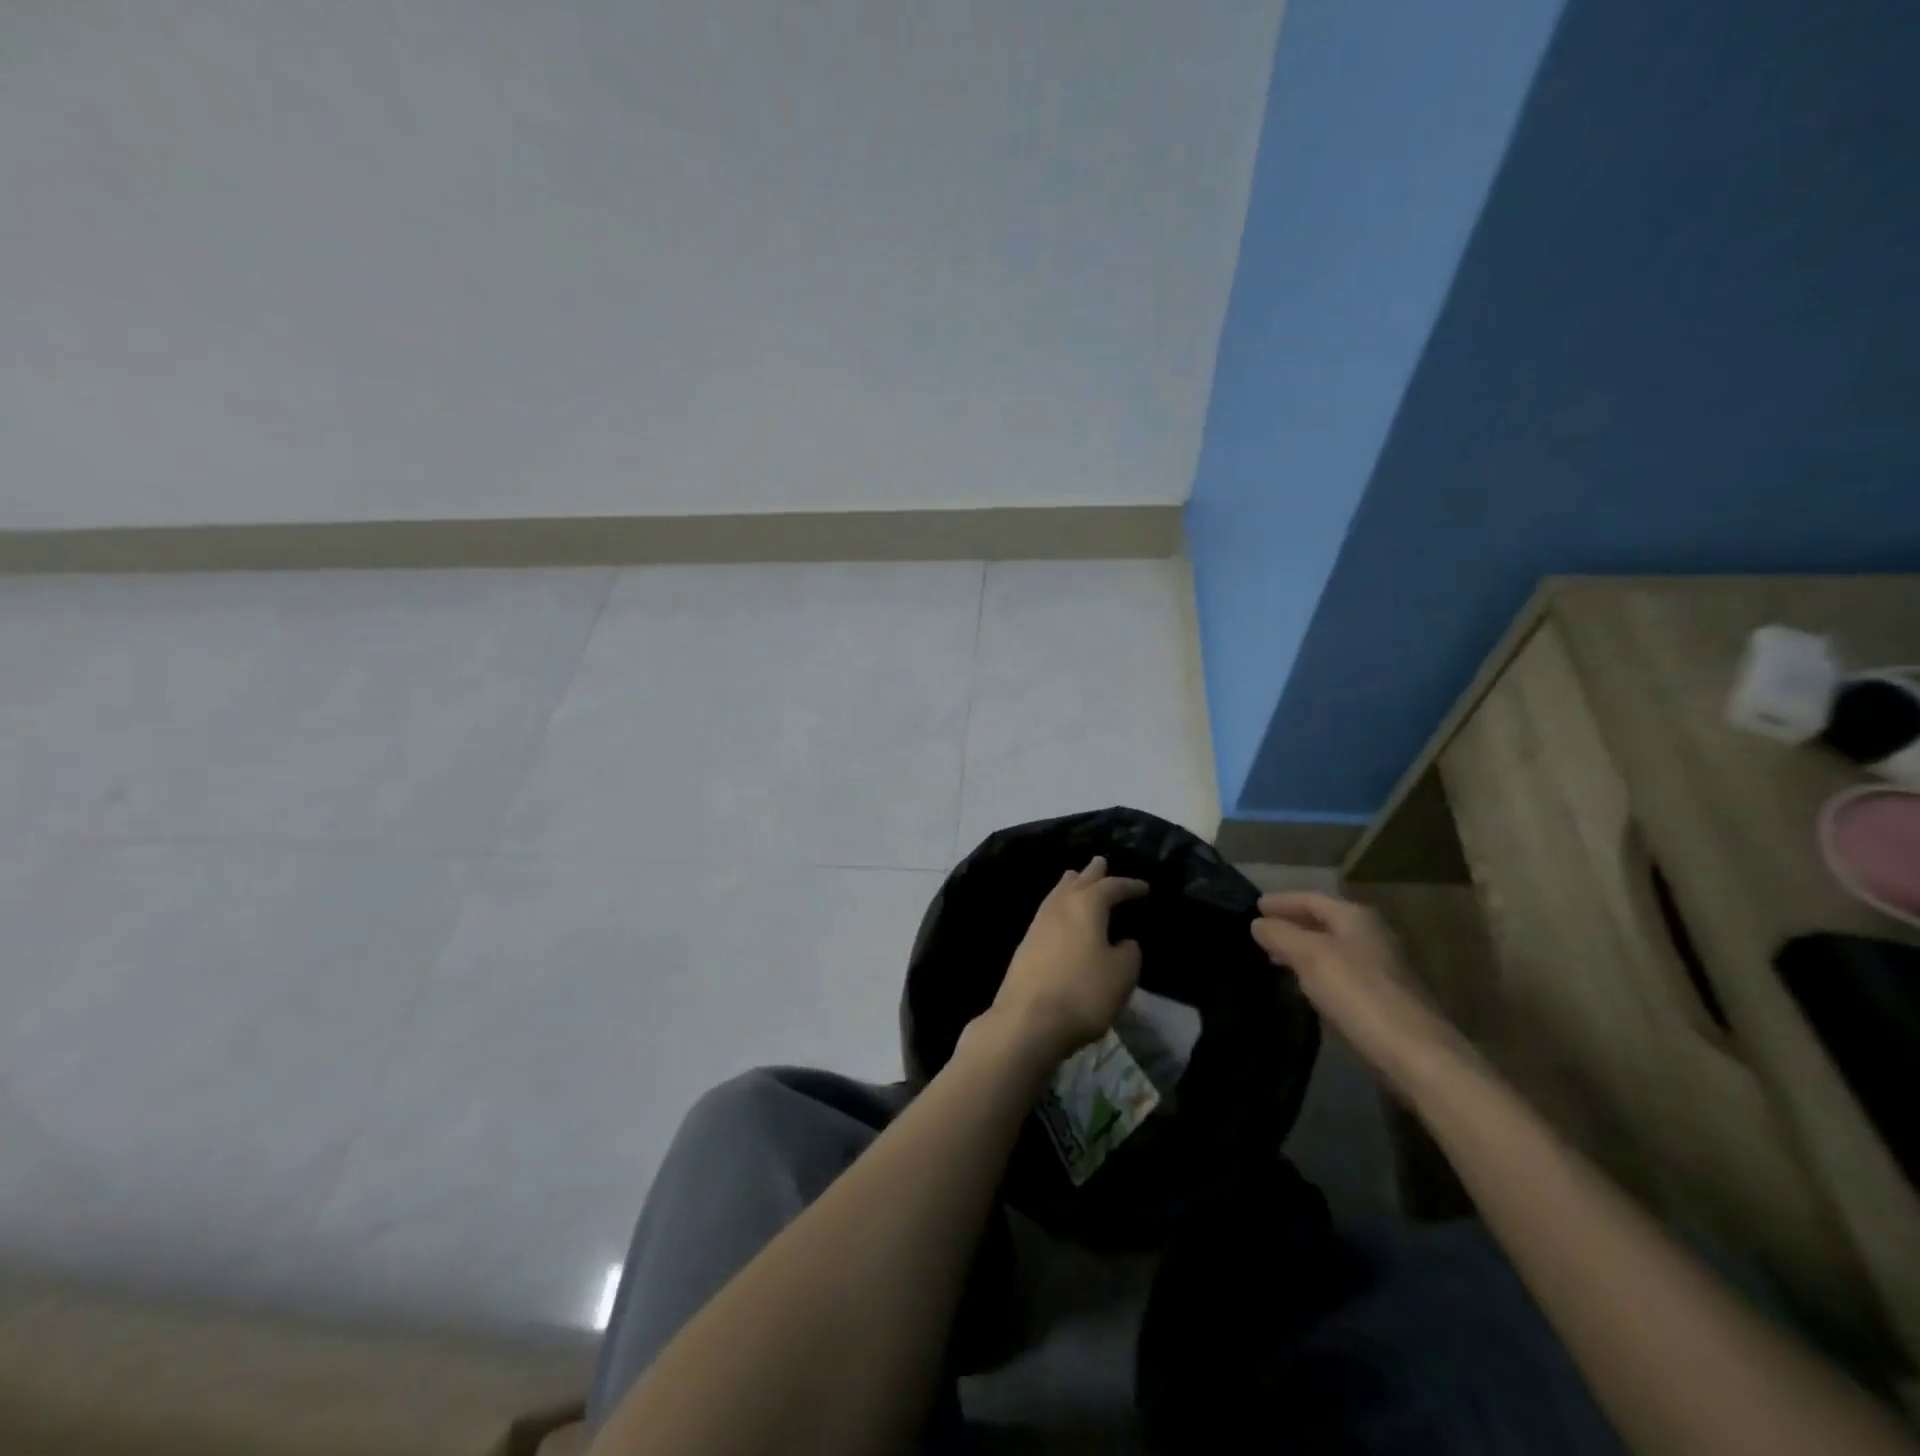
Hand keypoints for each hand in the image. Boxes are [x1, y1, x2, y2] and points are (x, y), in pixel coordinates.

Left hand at [989, 856, 1149, 1067]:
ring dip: (1071, 885)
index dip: (1129, 885)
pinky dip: (1060, 906)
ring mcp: (1038, 923)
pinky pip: (1048, 912)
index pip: (1112, 886)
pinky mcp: (1025, 944)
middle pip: (1078, 881)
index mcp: (1086, 904)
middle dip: (1093, 873)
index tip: (1144, 888)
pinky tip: (1061, 915)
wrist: (1028, 1019)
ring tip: (1077, 879)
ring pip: (1057, 893)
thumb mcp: (1122, 974)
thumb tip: (1124, 941)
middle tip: (1101, 862)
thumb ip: (1129, 952)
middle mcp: (1059, 905)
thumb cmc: (1083, 992)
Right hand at [1250, 891, 1473, 1093]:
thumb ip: (1280, 935)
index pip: (1310, 898)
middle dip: (1292, 924)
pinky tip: (1305, 986)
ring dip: (1303, 949)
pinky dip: (1318, 971)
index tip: (1253, 906)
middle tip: (1260, 933)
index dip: (1280, 901)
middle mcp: (1372, 935)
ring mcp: (1382, 967)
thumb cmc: (1358, 993)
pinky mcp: (1385, 997)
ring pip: (1332, 948)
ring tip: (1275, 958)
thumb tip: (1258, 923)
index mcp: (1356, 917)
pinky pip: (1341, 972)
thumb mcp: (1310, 957)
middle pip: (1324, 921)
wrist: (1416, 1054)